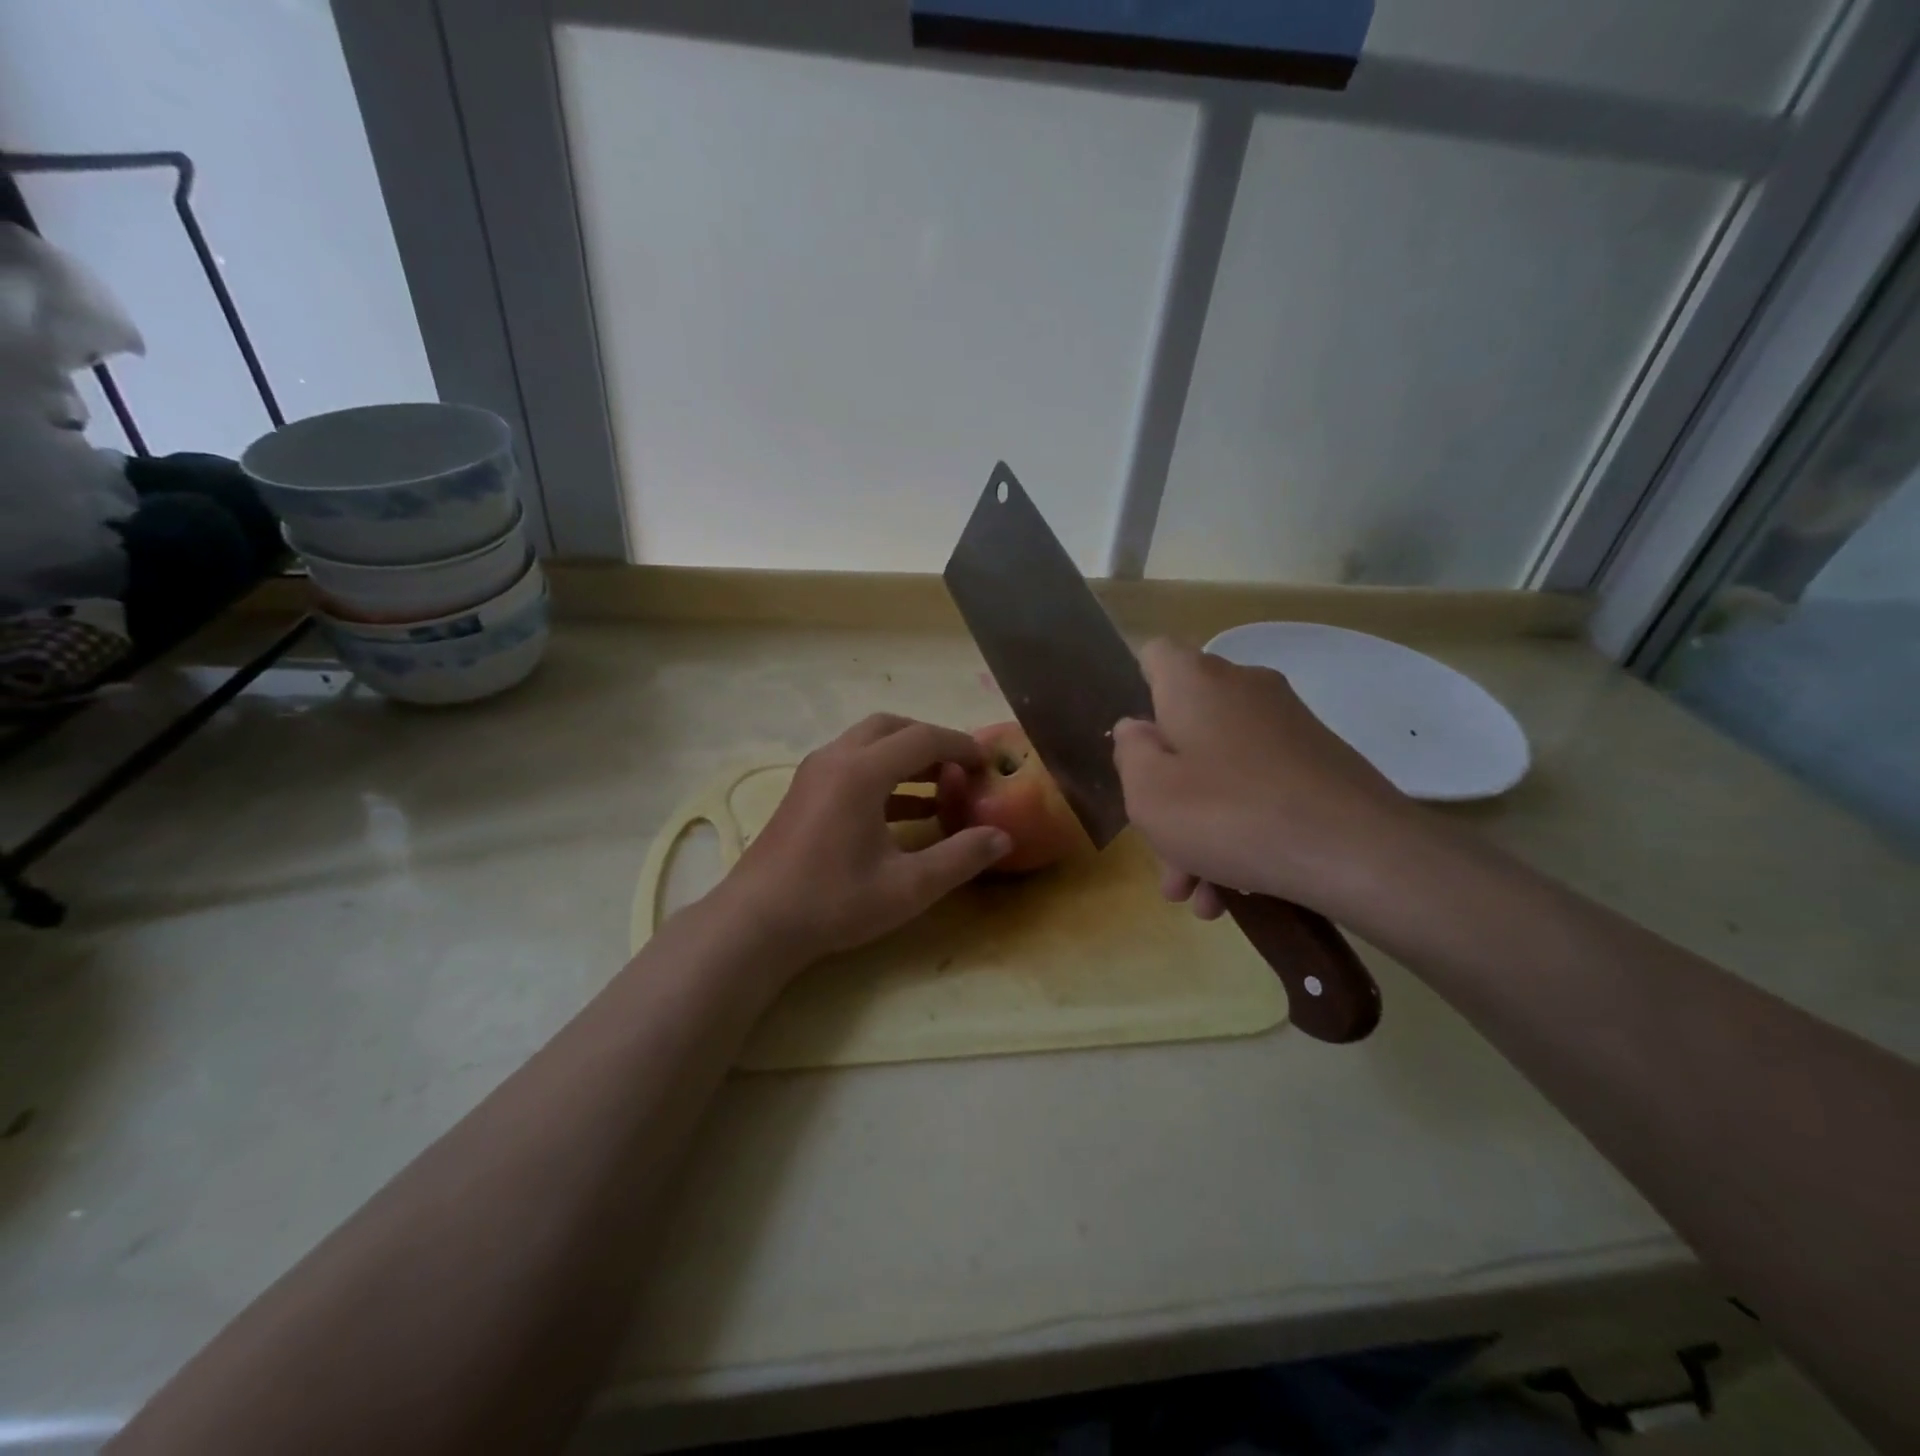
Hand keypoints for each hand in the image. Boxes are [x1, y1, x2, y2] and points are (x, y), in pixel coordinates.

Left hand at [716, 714, 1010, 964]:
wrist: (756, 923)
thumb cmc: (834, 901)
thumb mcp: (908, 886)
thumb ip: (960, 858)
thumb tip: (1002, 837)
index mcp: (862, 771)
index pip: (923, 738)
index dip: (960, 746)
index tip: (987, 763)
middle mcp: (836, 758)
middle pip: (891, 727)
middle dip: (930, 741)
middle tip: (959, 768)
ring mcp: (814, 773)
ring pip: (867, 743)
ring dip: (904, 757)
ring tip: (940, 788)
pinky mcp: (804, 793)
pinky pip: (851, 765)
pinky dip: (882, 775)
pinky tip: (905, 811)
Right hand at [1112, 640, 1421, 918]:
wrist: (1358, 853)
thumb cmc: (1229, 813)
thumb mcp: (1149, 792)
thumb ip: (1130, 753)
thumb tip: (1137, 729)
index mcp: (1196, 682)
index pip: (1155, 655)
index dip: (1136, 692)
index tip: (1134, 746)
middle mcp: (1244, 689)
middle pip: (1186, 728)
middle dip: (1167, 792)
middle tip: (1163, 854)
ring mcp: (1288, 725)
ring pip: (1222, 768)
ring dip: (1201, 828)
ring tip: (1199, 894)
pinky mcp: (1320, 762)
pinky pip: (1260, 787)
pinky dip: (1241, 829)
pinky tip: (1238, 890)